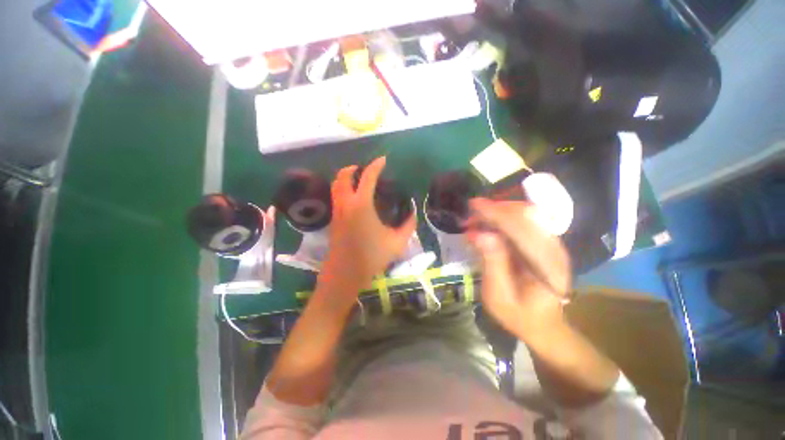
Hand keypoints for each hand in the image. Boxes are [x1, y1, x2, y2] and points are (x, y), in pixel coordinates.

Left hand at [319, 156, 416, 296]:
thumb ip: (408, 225)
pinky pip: (335, 196)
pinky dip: (342, 189)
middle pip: (344, 176)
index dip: (376, 165)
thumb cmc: (372, 257)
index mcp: (362, 204)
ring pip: (336, 185)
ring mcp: (337, 211)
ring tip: (358, 179)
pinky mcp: (333, 219)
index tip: (383, 160)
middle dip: (354, 168)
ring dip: (345, 177)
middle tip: (365, 169)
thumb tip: (413, 213)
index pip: (368, 177)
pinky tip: (354, 197)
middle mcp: (346, 203)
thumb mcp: (397, 242)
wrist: (345, 273)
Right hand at [466, 199, 570, 342]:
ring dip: (499, 212)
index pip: (520, 228)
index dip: (495, 213)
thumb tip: (479, 233)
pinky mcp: (546, 244)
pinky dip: (505, 218)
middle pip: (526, 215)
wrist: (543, 325)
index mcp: (546, 266)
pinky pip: (525, 221)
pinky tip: (490, 225)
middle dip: (496, 209)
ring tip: (477, 221)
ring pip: (526, 214)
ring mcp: (553, 245)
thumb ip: (491, 263)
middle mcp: (554, 250)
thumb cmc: (519, 315)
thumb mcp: (499, 295)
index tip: (473, 204)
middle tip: (471, 218)